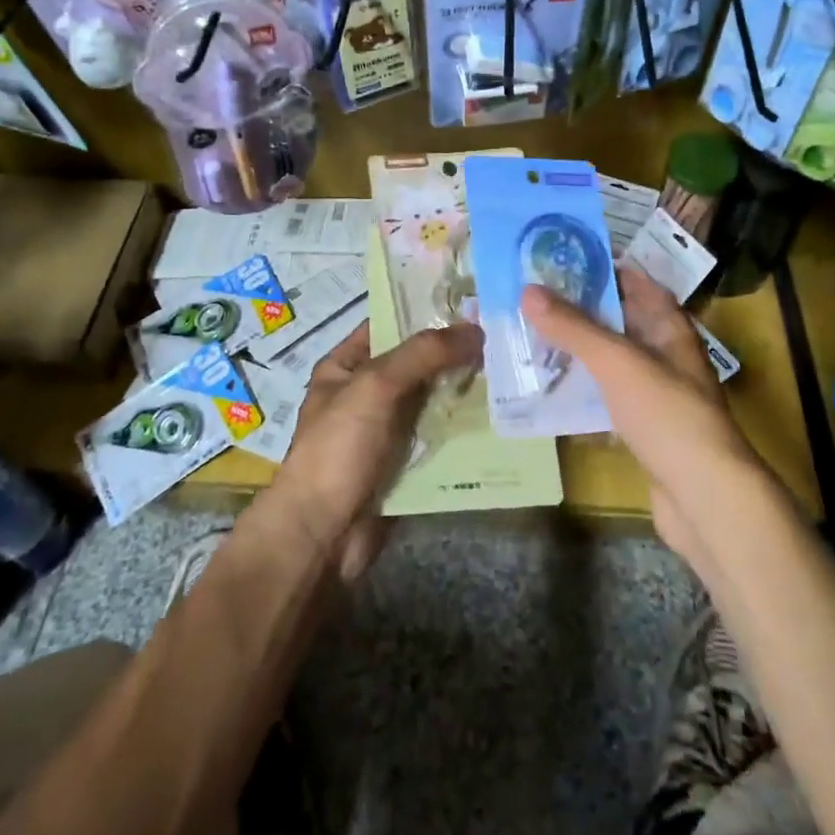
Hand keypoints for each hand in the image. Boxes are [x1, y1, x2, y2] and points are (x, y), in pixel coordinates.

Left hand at [269, 319, 481, 582]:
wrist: (322, 536)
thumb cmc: (338, 448)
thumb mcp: (376, 386)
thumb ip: (424, 353)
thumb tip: (476, 329)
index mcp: (345, 365)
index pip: (389, 323)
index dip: (426, 310)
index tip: (473, 299)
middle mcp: (367, 392)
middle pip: (417, 361)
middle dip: (455, 351)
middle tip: (503, 333)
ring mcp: (387, 429)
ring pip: (433, 398)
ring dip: (465, 388)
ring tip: (511, 367)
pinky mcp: (406, 462)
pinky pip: (440, 434)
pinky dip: (465, 426)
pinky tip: (501, 413)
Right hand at [521, 267, 761, 565]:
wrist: (705, 497)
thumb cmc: (666, 414)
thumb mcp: (617, 362)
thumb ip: (573, 327)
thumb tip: (528, 290)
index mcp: (670, 328)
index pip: (637, 283)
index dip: (604, 267)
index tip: (562, 258)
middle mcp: (666, 354)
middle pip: (620, 320)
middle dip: (581, 308)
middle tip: (534, 296)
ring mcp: (656, 393)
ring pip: (611, 360)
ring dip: (578, 349)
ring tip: (532, 335)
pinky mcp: (644, 428)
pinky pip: (608, 397)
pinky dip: (582, 389)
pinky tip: (550, 388)